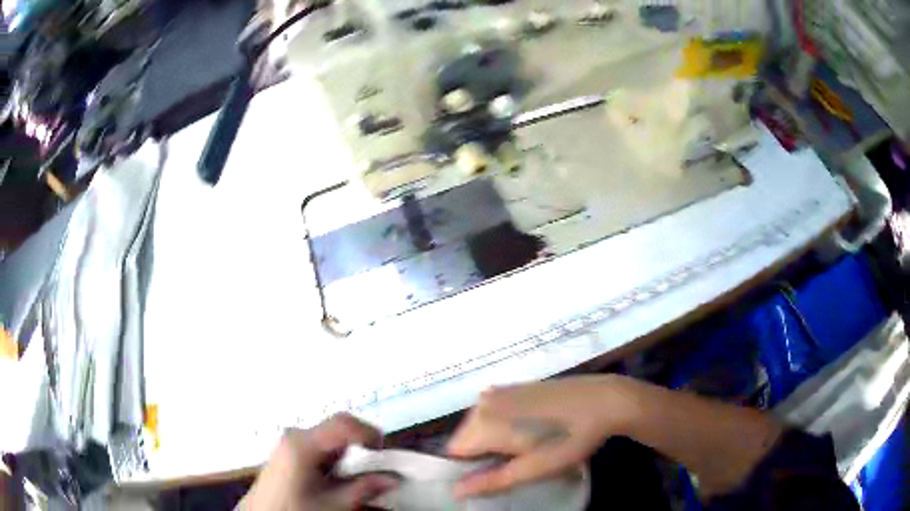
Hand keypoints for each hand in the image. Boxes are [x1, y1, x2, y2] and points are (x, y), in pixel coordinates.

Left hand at [240, 414, 397, 510]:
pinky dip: (336, 458)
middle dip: (361, 447)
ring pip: (331, 437)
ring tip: (356, 479)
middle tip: (375, 471)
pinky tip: (336, 479)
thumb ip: (364, 488)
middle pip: (338, 428)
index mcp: (303, 443)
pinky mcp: (289, 449)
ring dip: (349, 454)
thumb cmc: (295, 509)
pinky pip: (320, 445)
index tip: (384, 456)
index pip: (343, 423)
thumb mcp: (333, 504)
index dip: (369, 434)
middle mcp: (296, 435)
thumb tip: (394, 477)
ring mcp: (291, 441)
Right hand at [446, 375, 635, 497]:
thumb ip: (491, 481)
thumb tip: (454, 491)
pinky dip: (503, 427)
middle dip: (483, 456)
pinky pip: (494, 413)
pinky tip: (531, 431)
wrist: (604, 400)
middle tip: (515, 466)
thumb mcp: (533, 469)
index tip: (494, 478)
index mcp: (483, 422)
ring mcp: (499, 391)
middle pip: (466, 439)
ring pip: (480, 427)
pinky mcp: (513, 386)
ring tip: (525, 450)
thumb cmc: (569, 439)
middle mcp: (483, 402)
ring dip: (494, 442)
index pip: (454, 453)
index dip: (469, 470)